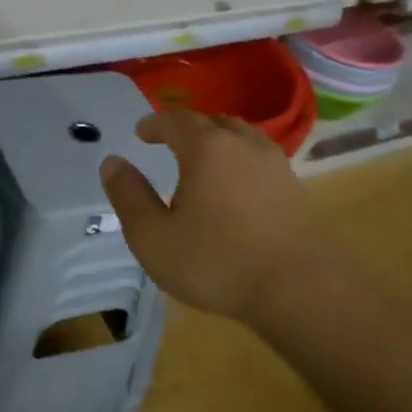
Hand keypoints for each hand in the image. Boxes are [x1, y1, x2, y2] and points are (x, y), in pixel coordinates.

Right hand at [99, 110, 320, 323]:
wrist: (299, 289)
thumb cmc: (216, 261)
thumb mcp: (153, 236)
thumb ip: (129, 196)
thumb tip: (112, 163)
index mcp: (207, 148)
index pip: (176, 121)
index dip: (155, 124)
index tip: (141, 132)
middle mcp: (244, 144)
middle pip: (213, 122)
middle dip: (187, 128)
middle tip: (170, 141)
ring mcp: (275, 165)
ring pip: (242, 137)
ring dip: (218, 140)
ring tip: (203, 159)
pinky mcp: (295, 189)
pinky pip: (259, 160)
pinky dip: (240, 160)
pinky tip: (235, 185)